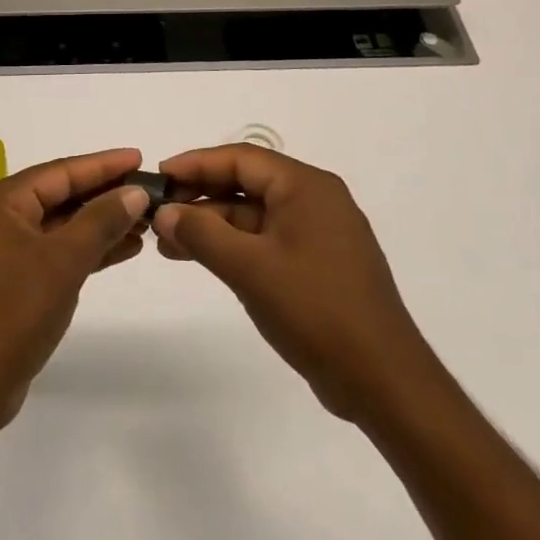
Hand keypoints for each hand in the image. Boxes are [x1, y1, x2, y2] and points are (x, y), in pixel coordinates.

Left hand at [0, 148, 149, 436]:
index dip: (103, 164)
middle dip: (105, 195)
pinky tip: (122, 250)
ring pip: (60, 226)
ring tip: (145, 222)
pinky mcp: (11, 282)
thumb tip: (134, 190)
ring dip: (100, 224)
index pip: (60, 171)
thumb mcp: (62, 262)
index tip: (140, 157)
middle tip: (149, 190)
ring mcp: (3, 252)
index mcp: (0, 202)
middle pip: (60, 195)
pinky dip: (86, 251)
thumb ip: (100, 221)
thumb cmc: (12, 314)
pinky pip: (55, 252)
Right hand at [153, 145, 428, 424]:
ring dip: (212, 226)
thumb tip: (164, 213)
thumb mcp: (250, 268)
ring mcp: (318, 234)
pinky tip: (201, 260)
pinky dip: (233, 247)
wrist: (382, 380)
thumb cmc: (316, 310)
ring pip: (253, 216)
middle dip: (200, 197)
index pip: (241, 158)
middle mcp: (315, 200)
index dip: (196, 163)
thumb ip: (202, 234)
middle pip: (246, 184)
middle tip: (158, 215)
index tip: (159, 176)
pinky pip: (266, 241)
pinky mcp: (317, 265)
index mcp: (306, 187)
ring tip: (167, 244)